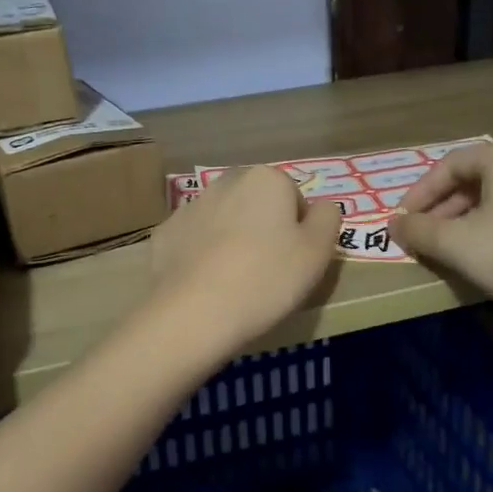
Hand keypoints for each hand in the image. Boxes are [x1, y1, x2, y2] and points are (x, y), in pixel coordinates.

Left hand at [150, 166, 342, 348]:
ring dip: (232, 240)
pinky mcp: (165, 233)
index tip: (294, 263)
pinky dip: (202, 256)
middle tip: (268, 272)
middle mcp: (226, 181)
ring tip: (236, 282)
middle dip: (264, 230)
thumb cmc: (266, 279)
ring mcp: (190, 206)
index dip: (300, 232)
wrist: (193, 312)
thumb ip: (328, 219)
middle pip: (257, 204)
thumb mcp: (317, 252)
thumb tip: (322, 205)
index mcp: (267, 179)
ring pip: (224, 220)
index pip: (295, 199)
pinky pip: (195, 241)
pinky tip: (206, 285)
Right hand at [393, 140, 492, 309]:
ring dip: (461, 221)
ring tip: (444, 248)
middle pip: (473, 180)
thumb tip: (393, 226)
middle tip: (420, 236)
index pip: (450, 165)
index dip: (419, 193)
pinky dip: (487, 229)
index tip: (402, 220)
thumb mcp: (453, 242)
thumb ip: (417, 230)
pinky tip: (477, 255)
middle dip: (440, 209)